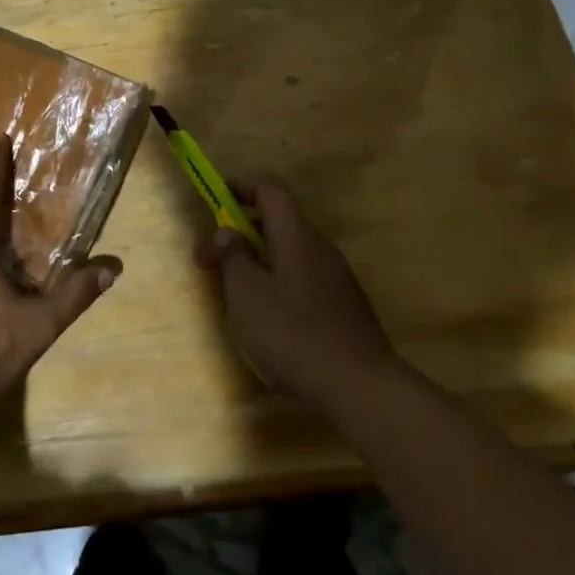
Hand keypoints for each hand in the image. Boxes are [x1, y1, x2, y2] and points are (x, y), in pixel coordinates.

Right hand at [196, 176, 399, 409]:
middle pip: (278, 221)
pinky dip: (278, 285)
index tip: (213, 203)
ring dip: (258, 262)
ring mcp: (336, 278)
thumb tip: (227, 232)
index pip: (269, 188)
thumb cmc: (293, 333)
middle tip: (212, 263)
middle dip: (241, 233)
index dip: (240, 186)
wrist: (361, 388)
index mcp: (296, 234)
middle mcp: (320, 247)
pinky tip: (269, 323)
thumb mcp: (246, 294)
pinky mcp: (344, 307)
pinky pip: (303, 279)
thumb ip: (233, 257)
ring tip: (236, 297)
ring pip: (289, 253)